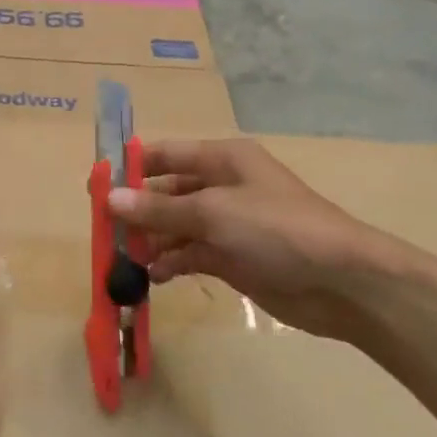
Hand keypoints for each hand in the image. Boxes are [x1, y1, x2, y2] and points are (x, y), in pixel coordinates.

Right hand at [108, 139, 405, 343]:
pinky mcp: (234, 257)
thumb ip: (158, 208)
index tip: (95, 186)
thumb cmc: (276, 229)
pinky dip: (172, 263)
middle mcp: (222, 186)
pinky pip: (192, 254)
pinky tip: (153, 277)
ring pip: (176, 226)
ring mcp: (229, 224)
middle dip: (137, 210)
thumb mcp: (213, 213)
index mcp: (222, 159)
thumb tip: (110, 199)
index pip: (165, 155)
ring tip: (123, 259)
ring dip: (152, 240)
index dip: (130, 168)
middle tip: (103, 231)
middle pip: (167, 192)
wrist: (341, 281)